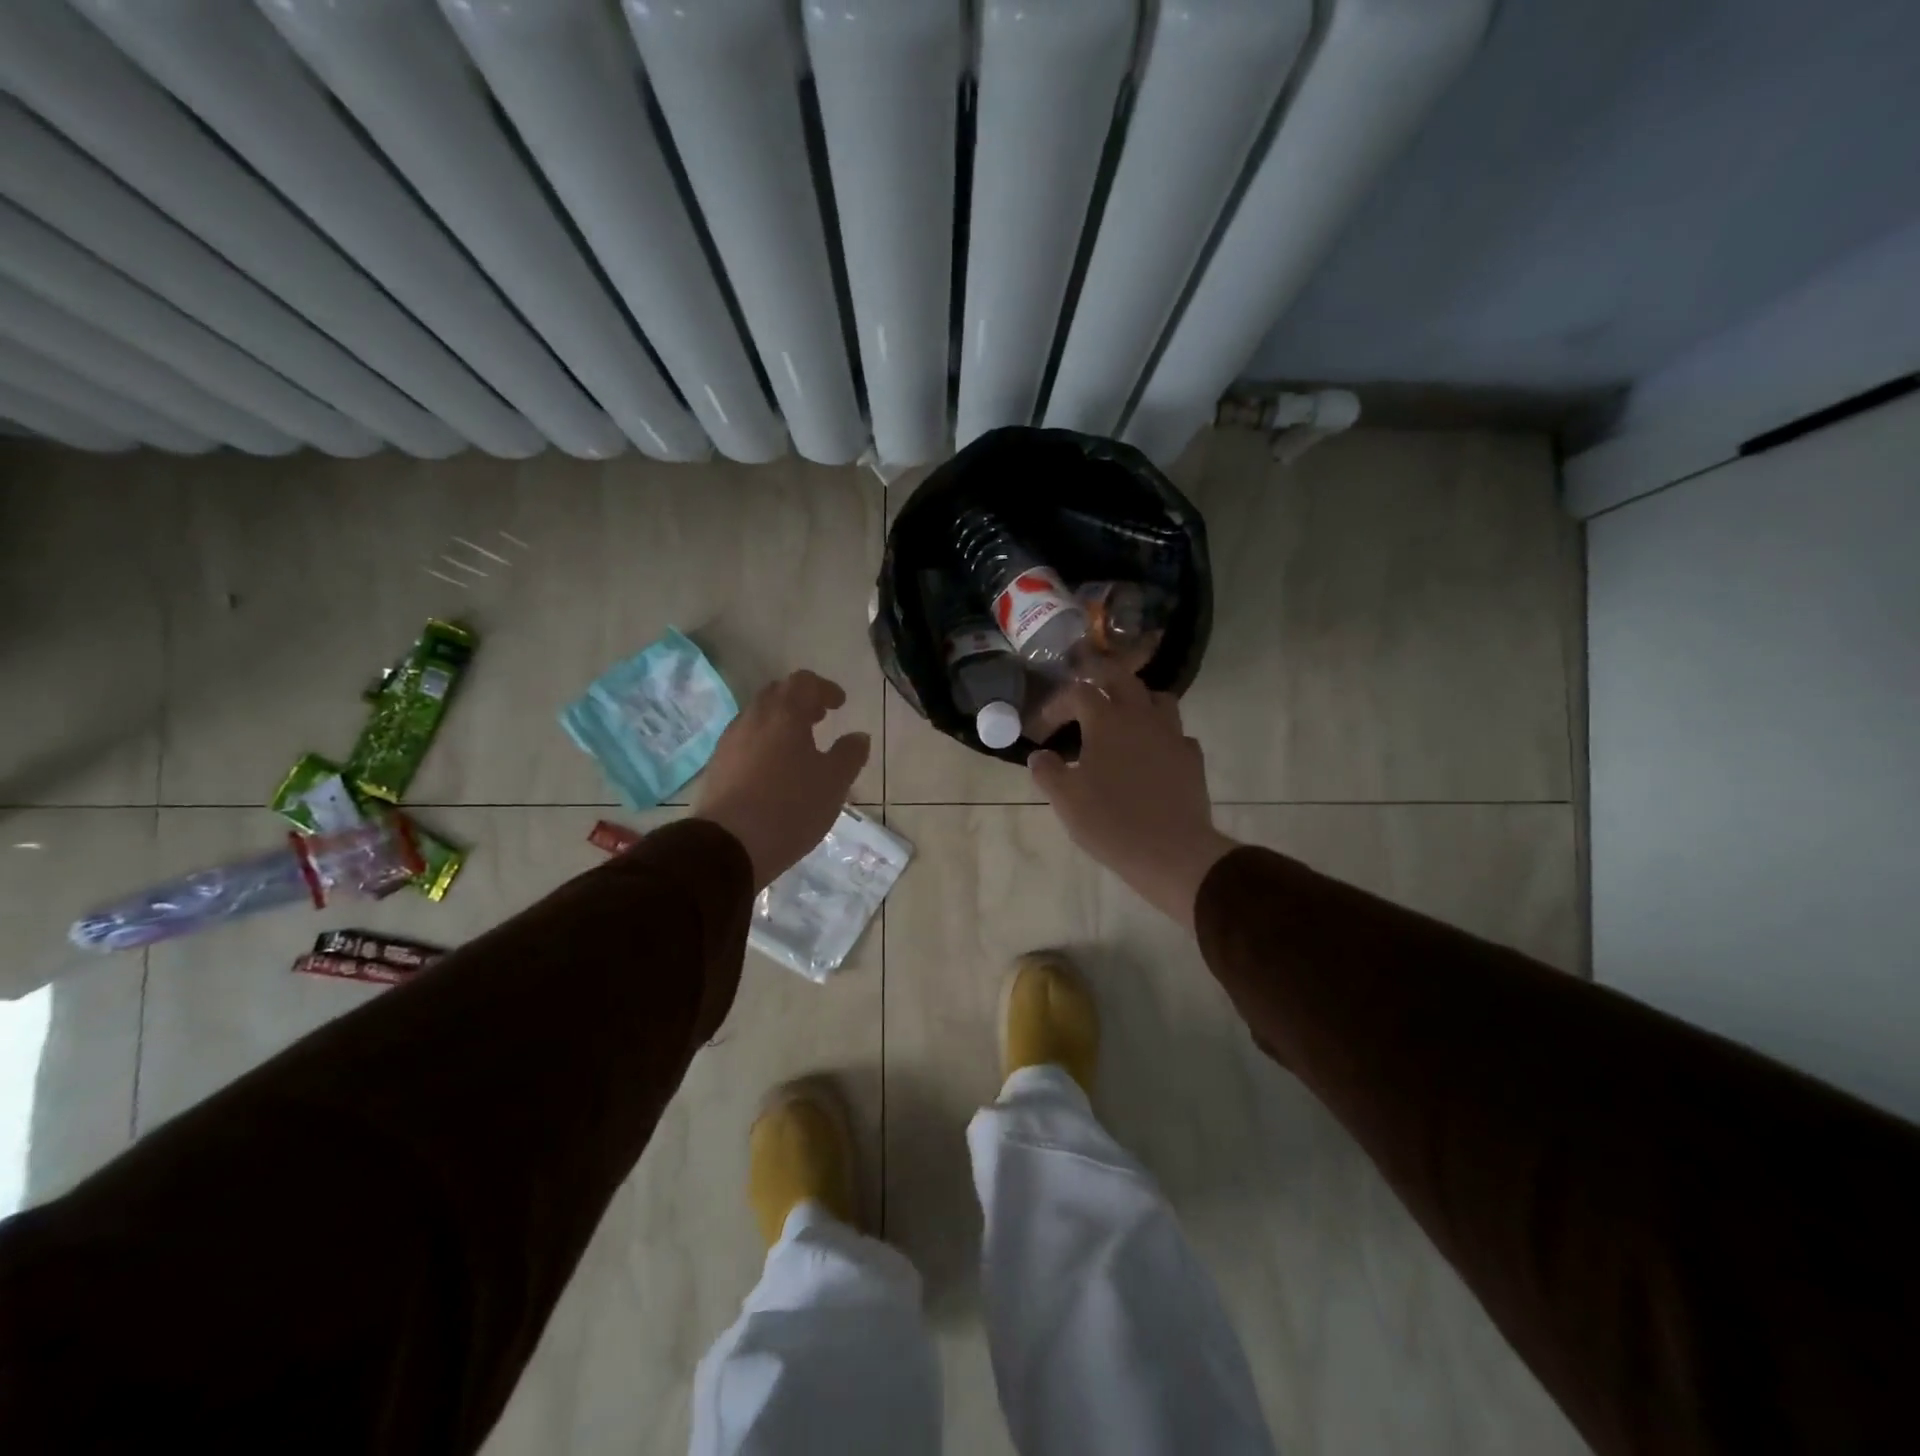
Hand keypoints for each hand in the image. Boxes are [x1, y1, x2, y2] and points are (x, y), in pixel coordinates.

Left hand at [694, 671, 870, 889]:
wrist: (729, 845)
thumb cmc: (790, 807)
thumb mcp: (834, 783)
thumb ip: (850, 754)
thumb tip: (858, 736)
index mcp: (785, 714)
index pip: (804, 682)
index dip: (824, 688)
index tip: (839, 704)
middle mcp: (753, 719)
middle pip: (777, 694)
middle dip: (800, 701)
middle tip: (819, 718)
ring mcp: (730, 742)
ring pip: (758, 718)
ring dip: (780, 723)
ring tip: (798, 746)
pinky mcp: (717, 766)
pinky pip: (745, 741)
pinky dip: (764, 743)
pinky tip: (774, 769)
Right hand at [1028, 673, 1236, 929]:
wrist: (1171, 851)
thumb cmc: (1110, 821)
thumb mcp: (1065, 799)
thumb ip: (1047, 771)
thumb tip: (1040, 755)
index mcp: (1106, 720)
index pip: (1078, 692)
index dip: (1057, 704)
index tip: (1044, 728)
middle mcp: (1141, 716)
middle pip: (1122, 678)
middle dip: (1100, 679)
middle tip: (1084, 695)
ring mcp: (1172, 734)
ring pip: (1157, 698)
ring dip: (1136, 701)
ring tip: (1122, 719)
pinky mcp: (1191, 757)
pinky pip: (1176, 733)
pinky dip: (1161, 734)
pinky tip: (1151, 753)